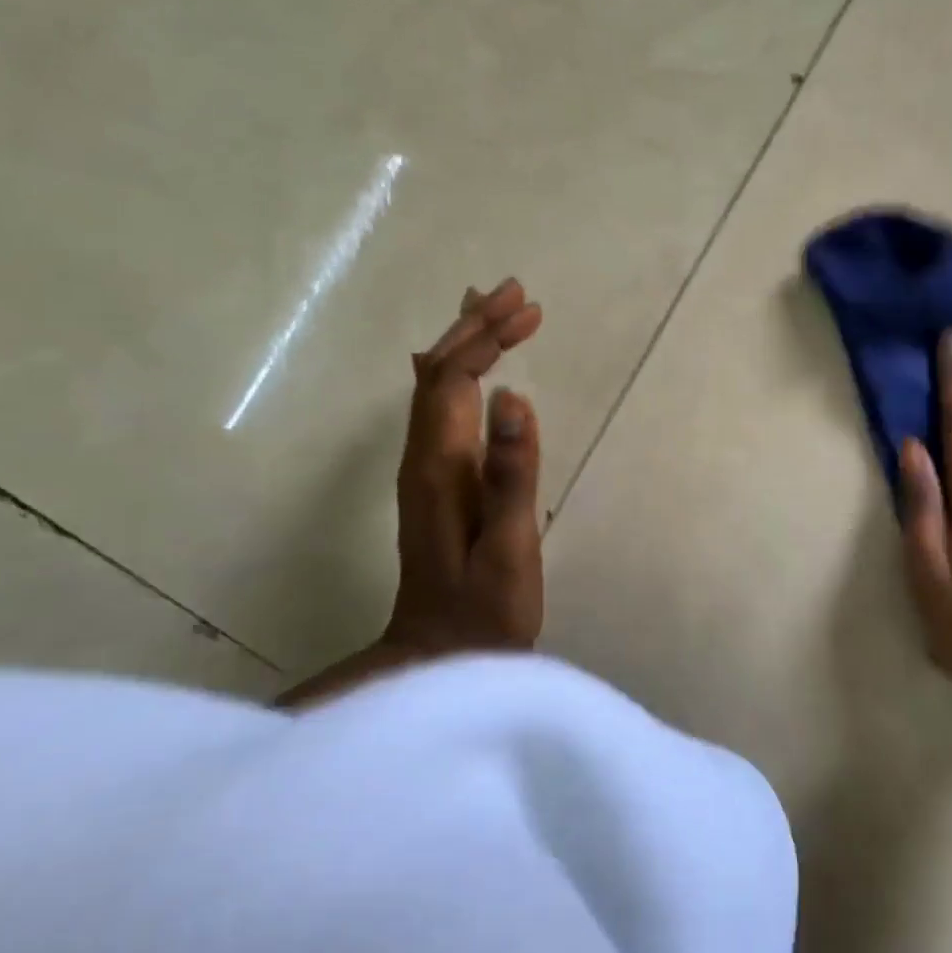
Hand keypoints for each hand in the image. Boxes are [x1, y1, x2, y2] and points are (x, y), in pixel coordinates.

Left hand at [386, 279, 545, 657]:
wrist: (438, 658)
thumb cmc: (483, 611)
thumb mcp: (507, 549)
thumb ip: (510, 476)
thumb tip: (511, 398)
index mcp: (438, 467)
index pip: (453, 381)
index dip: (484, 340)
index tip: (528, 312)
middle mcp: (423, 458)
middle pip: (439, 373)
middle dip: (476, 326)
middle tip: (519, 295)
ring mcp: (426, 469)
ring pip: (437, 386)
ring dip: (467, 343)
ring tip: (499, 308)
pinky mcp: (437, 481)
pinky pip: (444, 406)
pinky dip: (462, 372)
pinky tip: (476, 367)